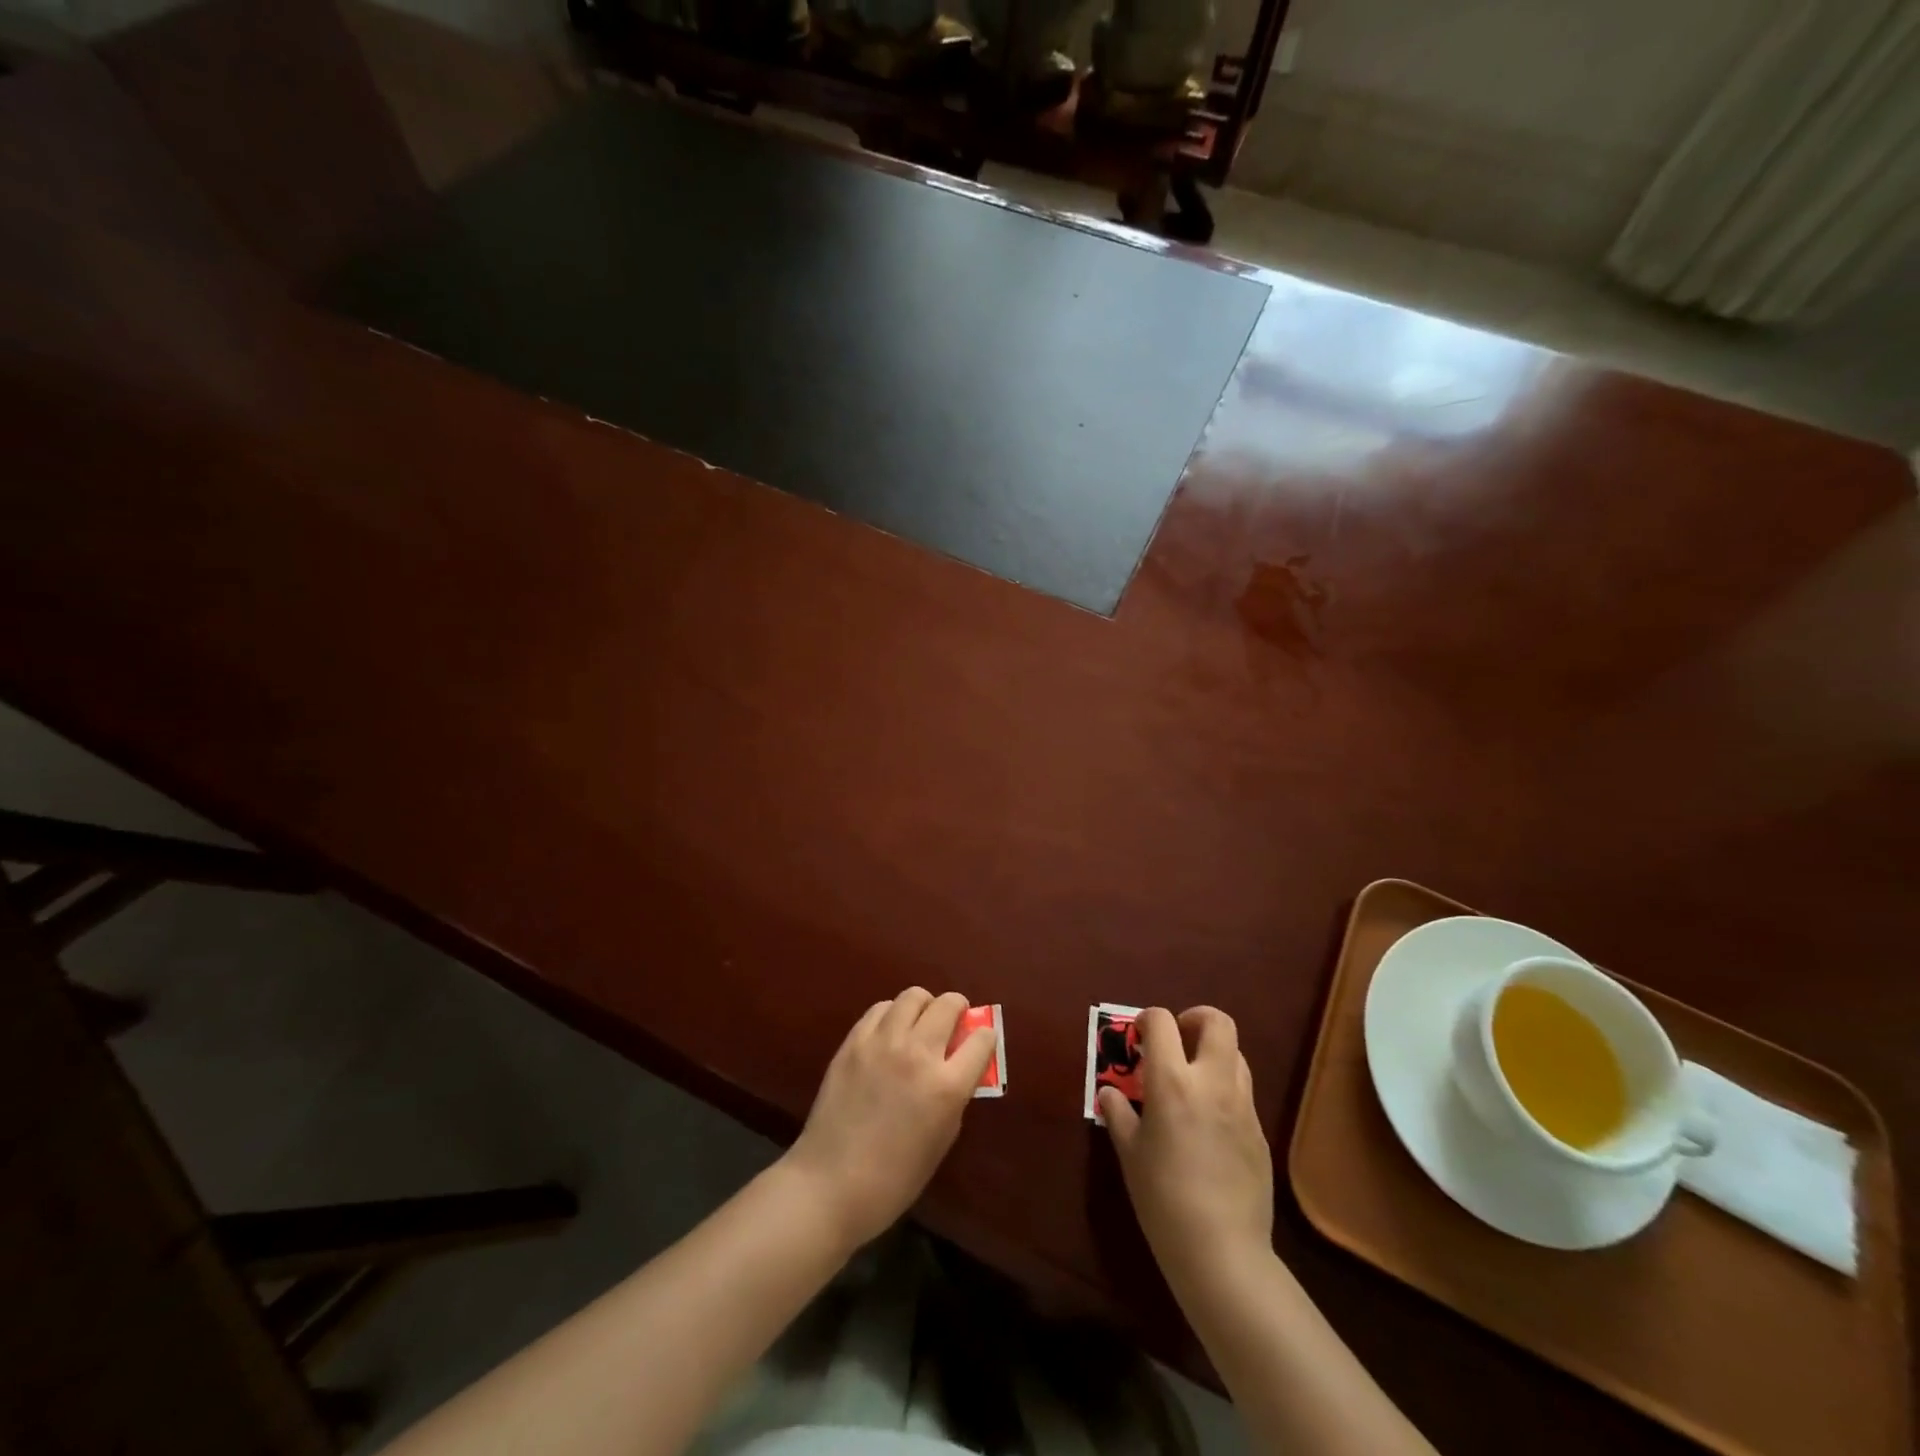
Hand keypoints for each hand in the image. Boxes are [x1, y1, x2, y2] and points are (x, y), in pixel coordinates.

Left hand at [784, 988, 996, 1246]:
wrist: (830, 1184)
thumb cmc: (895, 1178)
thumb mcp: (942, 1139)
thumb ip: (956, 1096)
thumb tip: (960, 1067)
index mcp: (946, 1086)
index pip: (981, 1039)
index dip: (985, 1038)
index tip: (981, 1042)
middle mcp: (918, 1053)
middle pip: (948, 1004)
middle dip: (958, 1009)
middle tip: (954, 1022)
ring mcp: (882, 1043)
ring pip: (913, 996)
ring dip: (925, 1005)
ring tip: (920, 1022)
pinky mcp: (853, 1041)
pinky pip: (880, 1009)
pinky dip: (892, 1014)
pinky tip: (890, 1033)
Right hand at [1099, 1006, 1272, 1290]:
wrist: (1222, 1251)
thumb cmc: (1163, 1198)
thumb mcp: (1129, 1153)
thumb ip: (1118, 1114)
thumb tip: (1110, 1094)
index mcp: (1173, 1081)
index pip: (1162, 1021)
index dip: (1147, 1019)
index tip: (1138, 1036)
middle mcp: (1212, 1082)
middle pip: (1217, 1022)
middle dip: (1195, 1018)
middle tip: (1177, 1039)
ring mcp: (1243, 1106)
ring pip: (1236, 1054)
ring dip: (1213, 1053)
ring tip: (1192, 1079)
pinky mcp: (1261, 1132)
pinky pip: (1243, 1093)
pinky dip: (1224, 1089)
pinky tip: (1209, 1123)